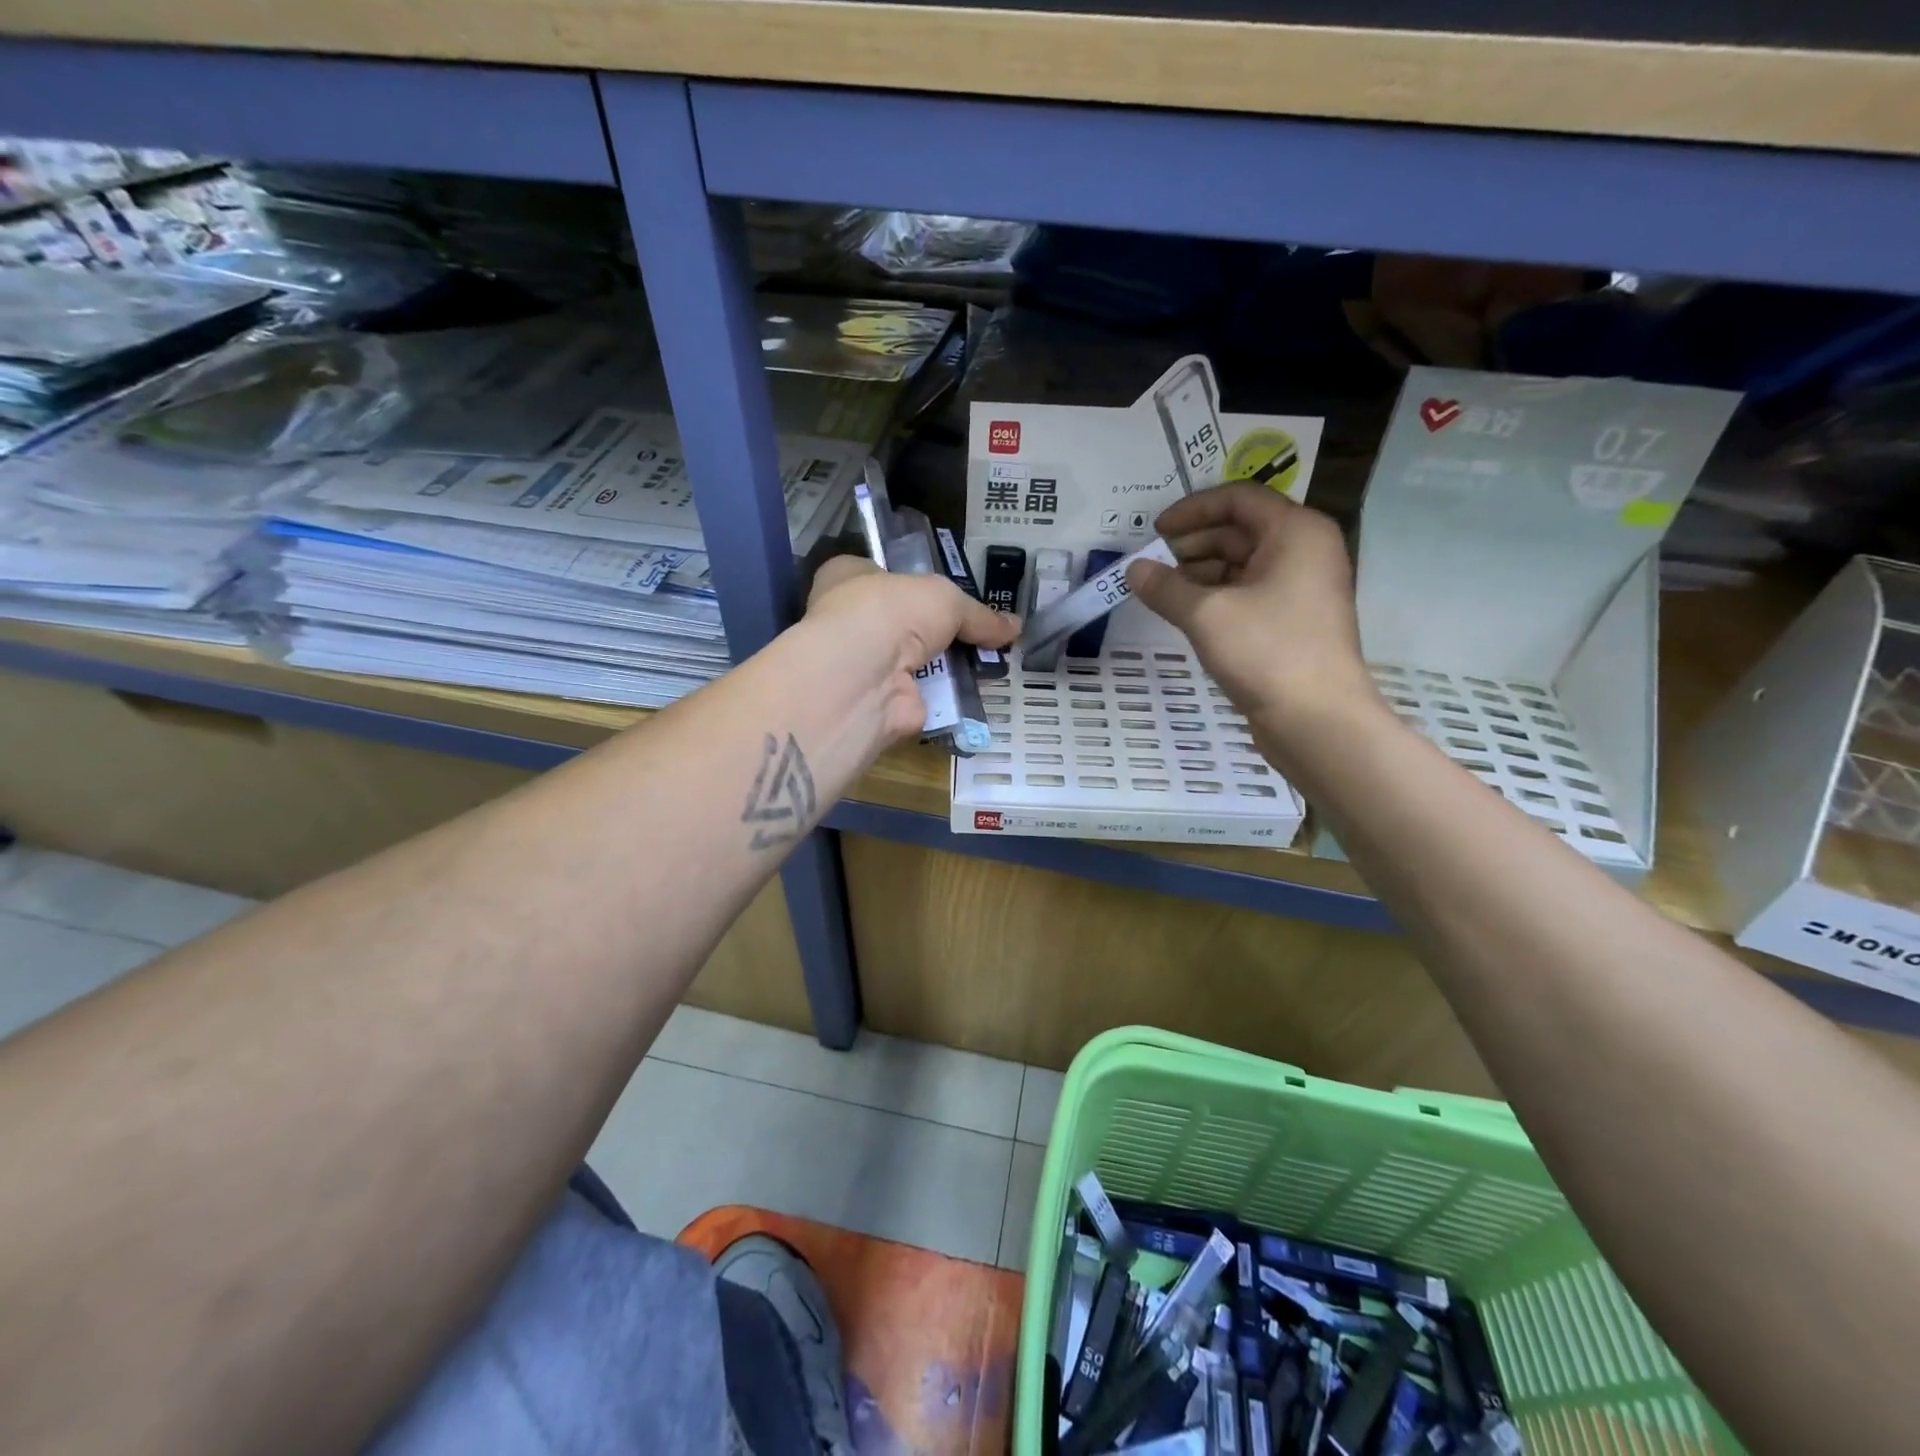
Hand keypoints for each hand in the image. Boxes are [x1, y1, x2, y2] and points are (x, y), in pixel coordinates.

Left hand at [804, 556, 1018, 741]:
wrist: (865, 677)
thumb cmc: (890, 612)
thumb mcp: (945, 598)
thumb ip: (978, 614)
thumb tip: (1015, 627)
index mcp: (849, 577)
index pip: (882, 573)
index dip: (916, 582)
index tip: (953, 591)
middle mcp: (852, 621)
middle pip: (905, 622)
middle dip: (941, 629)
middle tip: (985, 632)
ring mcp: (866, 666)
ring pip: (917, 661)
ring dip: (950, 665)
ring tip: (995, 661)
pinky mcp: (884, 702)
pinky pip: (927, 695)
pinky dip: (952, 696)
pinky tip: (982, 691)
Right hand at [1126, 484, 1382, 755]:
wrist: (1316, 719)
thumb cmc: (1267, 652)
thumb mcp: (1206, 614)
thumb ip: (1165, 587)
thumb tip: (1133, 569)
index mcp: (1296, 532)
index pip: (1239, 498)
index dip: (1192, 509)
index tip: (1154, 531)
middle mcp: (1305, 551)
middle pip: (1241, 530)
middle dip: (1193, 543)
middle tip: (1153, 564)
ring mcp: (1303, 587)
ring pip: (1243, 564)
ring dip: (1200, 572)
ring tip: (1163, 591)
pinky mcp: (1294, 621)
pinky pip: (1249, 592)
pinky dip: (1217, 596)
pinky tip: (1187, 613)